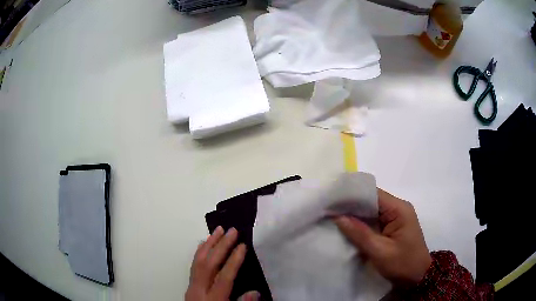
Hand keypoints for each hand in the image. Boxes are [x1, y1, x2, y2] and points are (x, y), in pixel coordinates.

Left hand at [186, 226, 258, 300]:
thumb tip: (255, 291)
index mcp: (213, 299)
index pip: (224, 277)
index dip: (234, 261)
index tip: (243, 245)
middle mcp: (200, 290)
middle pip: (209, 264)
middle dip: (221, 246)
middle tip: (232, 230)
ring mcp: (192, 286)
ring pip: (198, 261)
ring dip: (209, 244)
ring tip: (218, 230)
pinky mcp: (189, 285)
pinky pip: (193, 265)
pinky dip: (200, 252)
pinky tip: (204, 243)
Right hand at [334, 189, 431, 286]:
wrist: (417, 277)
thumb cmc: (402, 264)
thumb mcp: (380, 251)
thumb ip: (359, 234)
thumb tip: (338, 217)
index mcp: (399, 209)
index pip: (373, 194)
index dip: (352, 195)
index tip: (333, 201)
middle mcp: (398, 208)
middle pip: (371, 200)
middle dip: (351, 205)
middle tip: (329, 209)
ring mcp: (396, 217)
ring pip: (372, 210)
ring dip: (355, 214)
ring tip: (333, 217)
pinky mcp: (393, 226)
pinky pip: (374, 219)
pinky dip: (362, 223)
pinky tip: (348, 227)